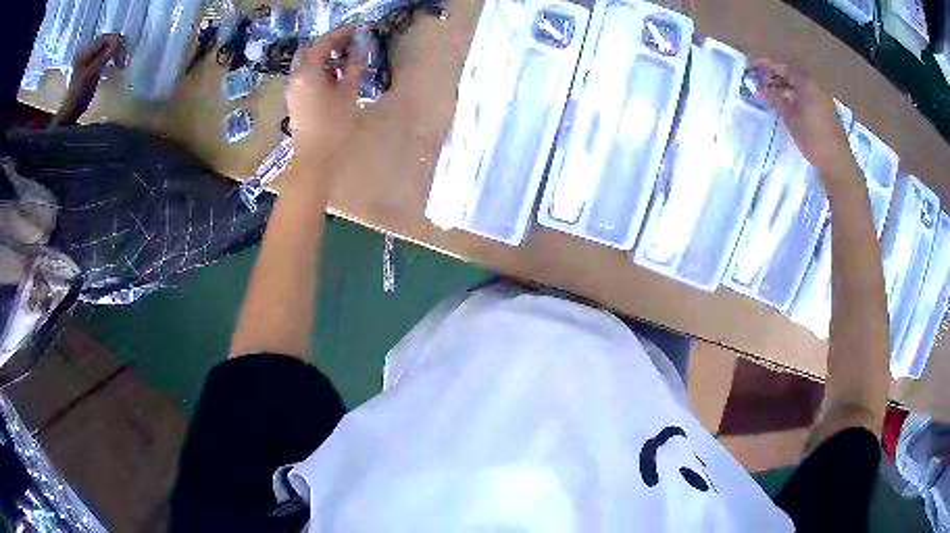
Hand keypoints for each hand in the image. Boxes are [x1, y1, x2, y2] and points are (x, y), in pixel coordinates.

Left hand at [55, 34, 125, 125]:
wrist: (67, 119)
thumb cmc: (75, 100)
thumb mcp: (89, 77)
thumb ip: (103, 57)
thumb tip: (118, 41)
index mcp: (87, 52)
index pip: (108, 37)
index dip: (117, 44)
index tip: (121, 59)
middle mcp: (89, 53)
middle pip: (110, 40)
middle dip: (118, 49)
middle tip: (122, 64)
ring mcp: (90, 61)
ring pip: (110, 48)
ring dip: (117, 55)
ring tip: (119, 67)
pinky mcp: (93, 69)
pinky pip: (108, 57)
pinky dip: (113, 60)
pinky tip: (114, 69)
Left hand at [286, 25, 368, 171]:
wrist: (315, 158)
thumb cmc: (335, 124)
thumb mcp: (349, 90)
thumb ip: (355, 62)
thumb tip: (363, 40)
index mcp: (308, 72)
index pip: (323, 42)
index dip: (341, 33)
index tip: (359, 30)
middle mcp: (296, 76)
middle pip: (313, 51)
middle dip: (333, 44)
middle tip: (354, 44)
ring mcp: (294, 89)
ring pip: (310, 64)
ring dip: (328, 57)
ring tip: (348, 60)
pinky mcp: (296, 99)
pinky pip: (308, 76)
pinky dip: (322, 70)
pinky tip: (336, 77)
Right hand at [751, 59, 855, 179]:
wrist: (837, 162)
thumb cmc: (812, 138)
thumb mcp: (790, 117)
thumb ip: (775, 99)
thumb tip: (760, 89)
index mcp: (806, 81)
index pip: (781, 66)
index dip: (765, 65)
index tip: (751, 65)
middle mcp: (815, 83)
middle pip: (791, 73)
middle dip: (774, 74)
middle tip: (759, 79)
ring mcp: (822, 96)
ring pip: (799, 84)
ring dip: (784, 85)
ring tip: (770, 92)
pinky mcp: (825, 108)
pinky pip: (806, 93)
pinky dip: (794, 94)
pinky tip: (786, 102)